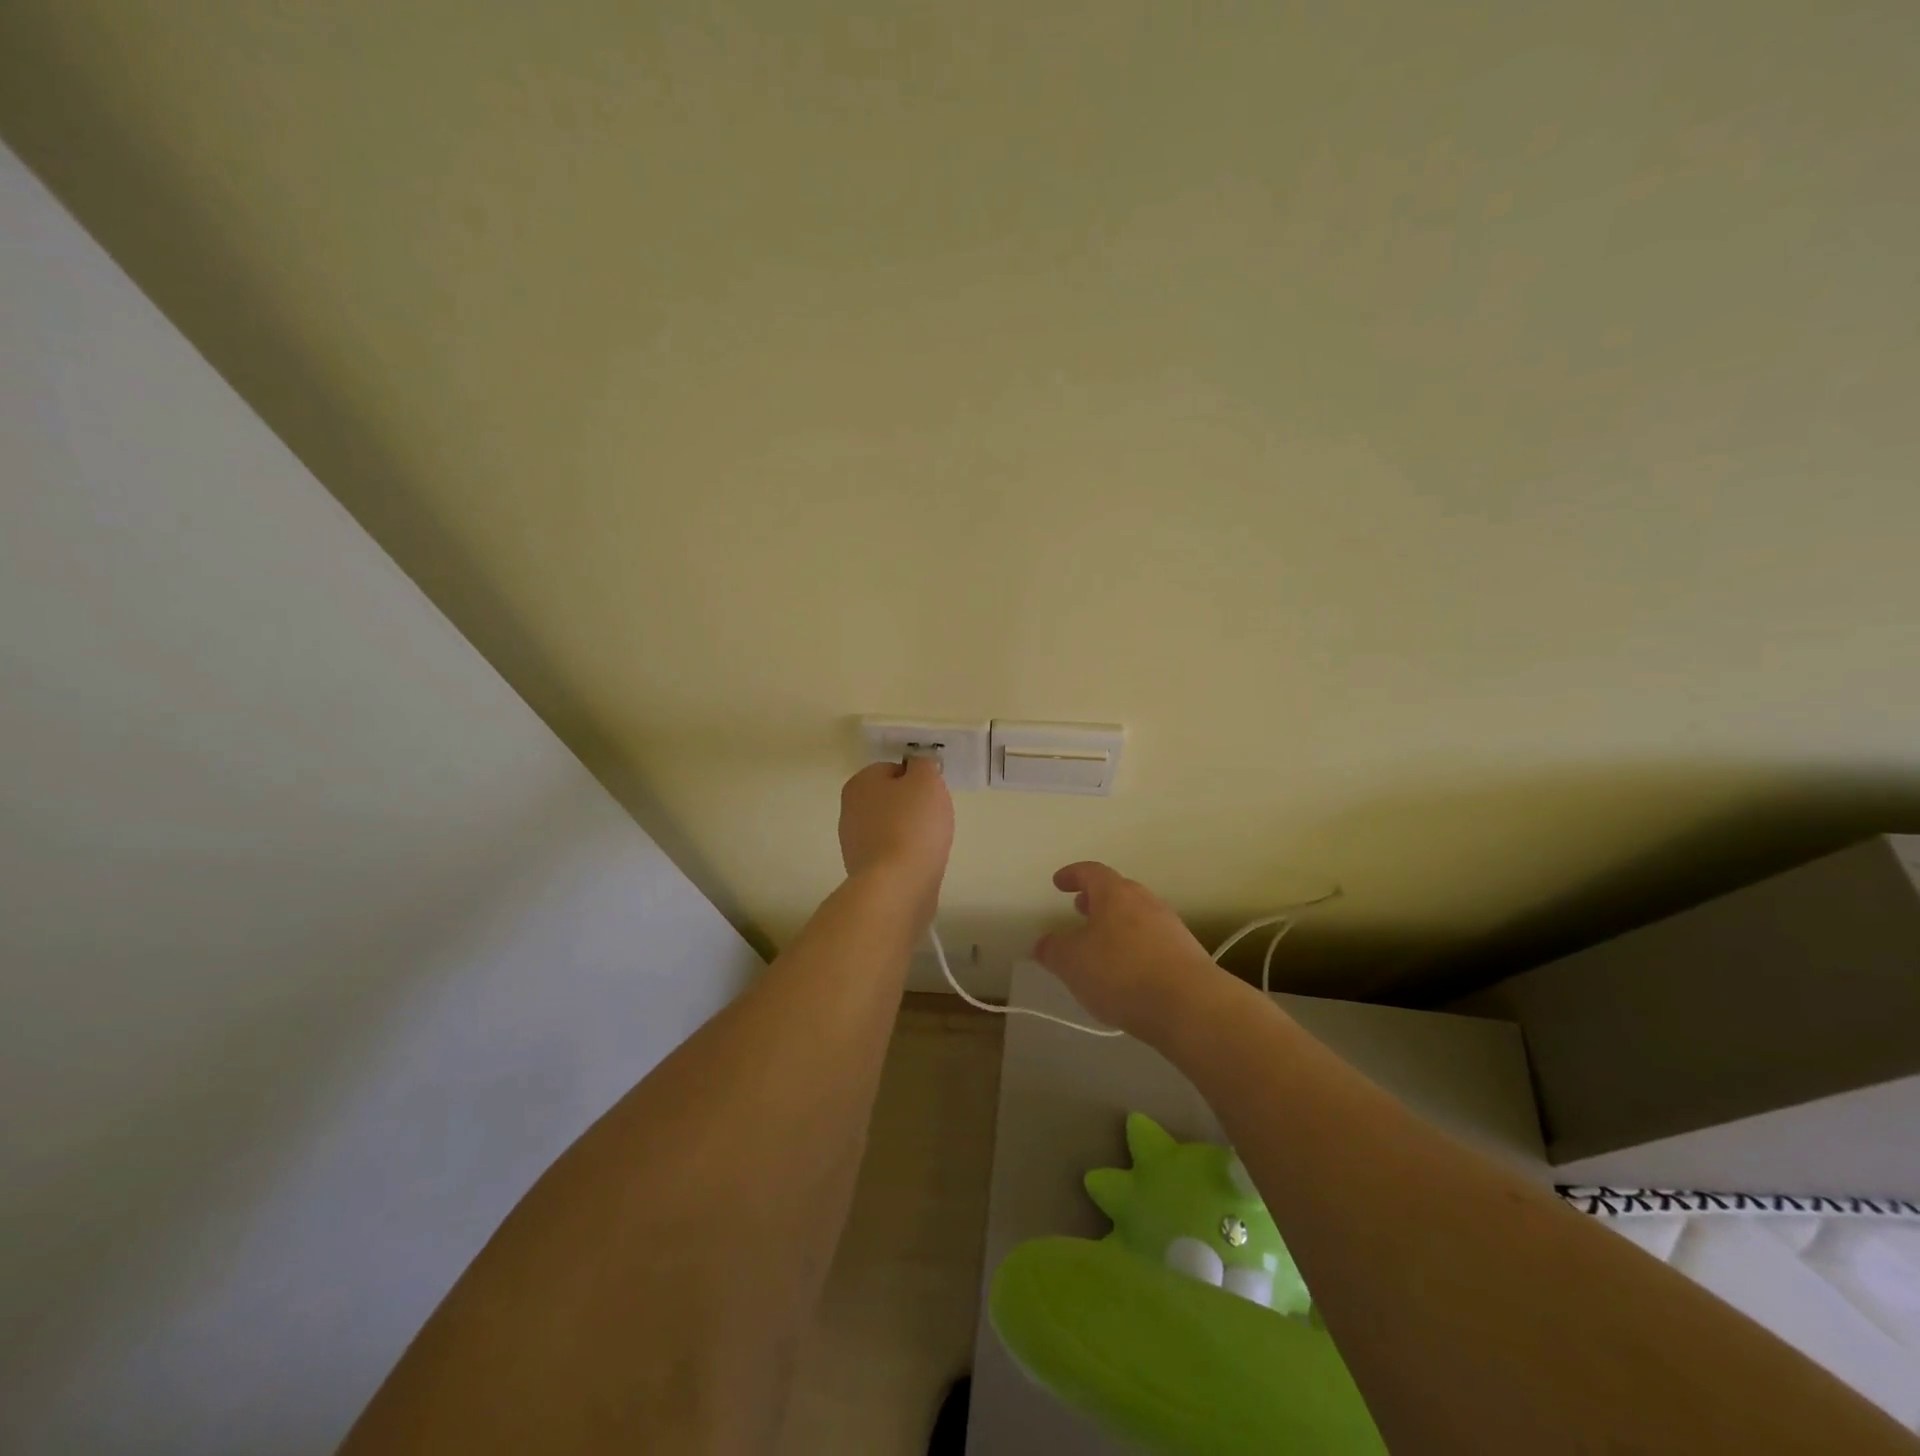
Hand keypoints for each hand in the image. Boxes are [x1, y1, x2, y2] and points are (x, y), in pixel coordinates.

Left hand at [838, 758, 954, 893]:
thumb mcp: (927, 780)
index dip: (917, 779)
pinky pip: (891, 853)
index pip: (893, 769)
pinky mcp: (864, 870)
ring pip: (891, 827)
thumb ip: (923, 765)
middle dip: (913, 807)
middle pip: (890, 799)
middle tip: (933, 818)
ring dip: (910, 833)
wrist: (897, 885)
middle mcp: (849, 809)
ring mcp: (853, 842)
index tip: (932, 795)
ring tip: (930, 844)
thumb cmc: (912, 825)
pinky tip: (920, 863)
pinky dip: (906, 856)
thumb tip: (918, 767)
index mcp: (860, 783)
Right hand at [1035, 862, 1228, 1038]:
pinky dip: (1135, 949)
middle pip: (1118, 892)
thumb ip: (1053, 949)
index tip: (1059, 882)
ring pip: (1137, 917)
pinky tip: (1127, 974)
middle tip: (1080, 910)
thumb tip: (1045, 943)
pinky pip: (1153, 942)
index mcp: (1116, 894)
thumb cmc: (1122, 972)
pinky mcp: (1187, 956)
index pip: (1092, 872)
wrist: (1190, 1005)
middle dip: (1097, 900)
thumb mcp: (1072, 962)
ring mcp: (1171, 927)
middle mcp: (1146, 902)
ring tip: (1101, 946)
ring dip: (1117, 925)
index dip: (1073, 875)